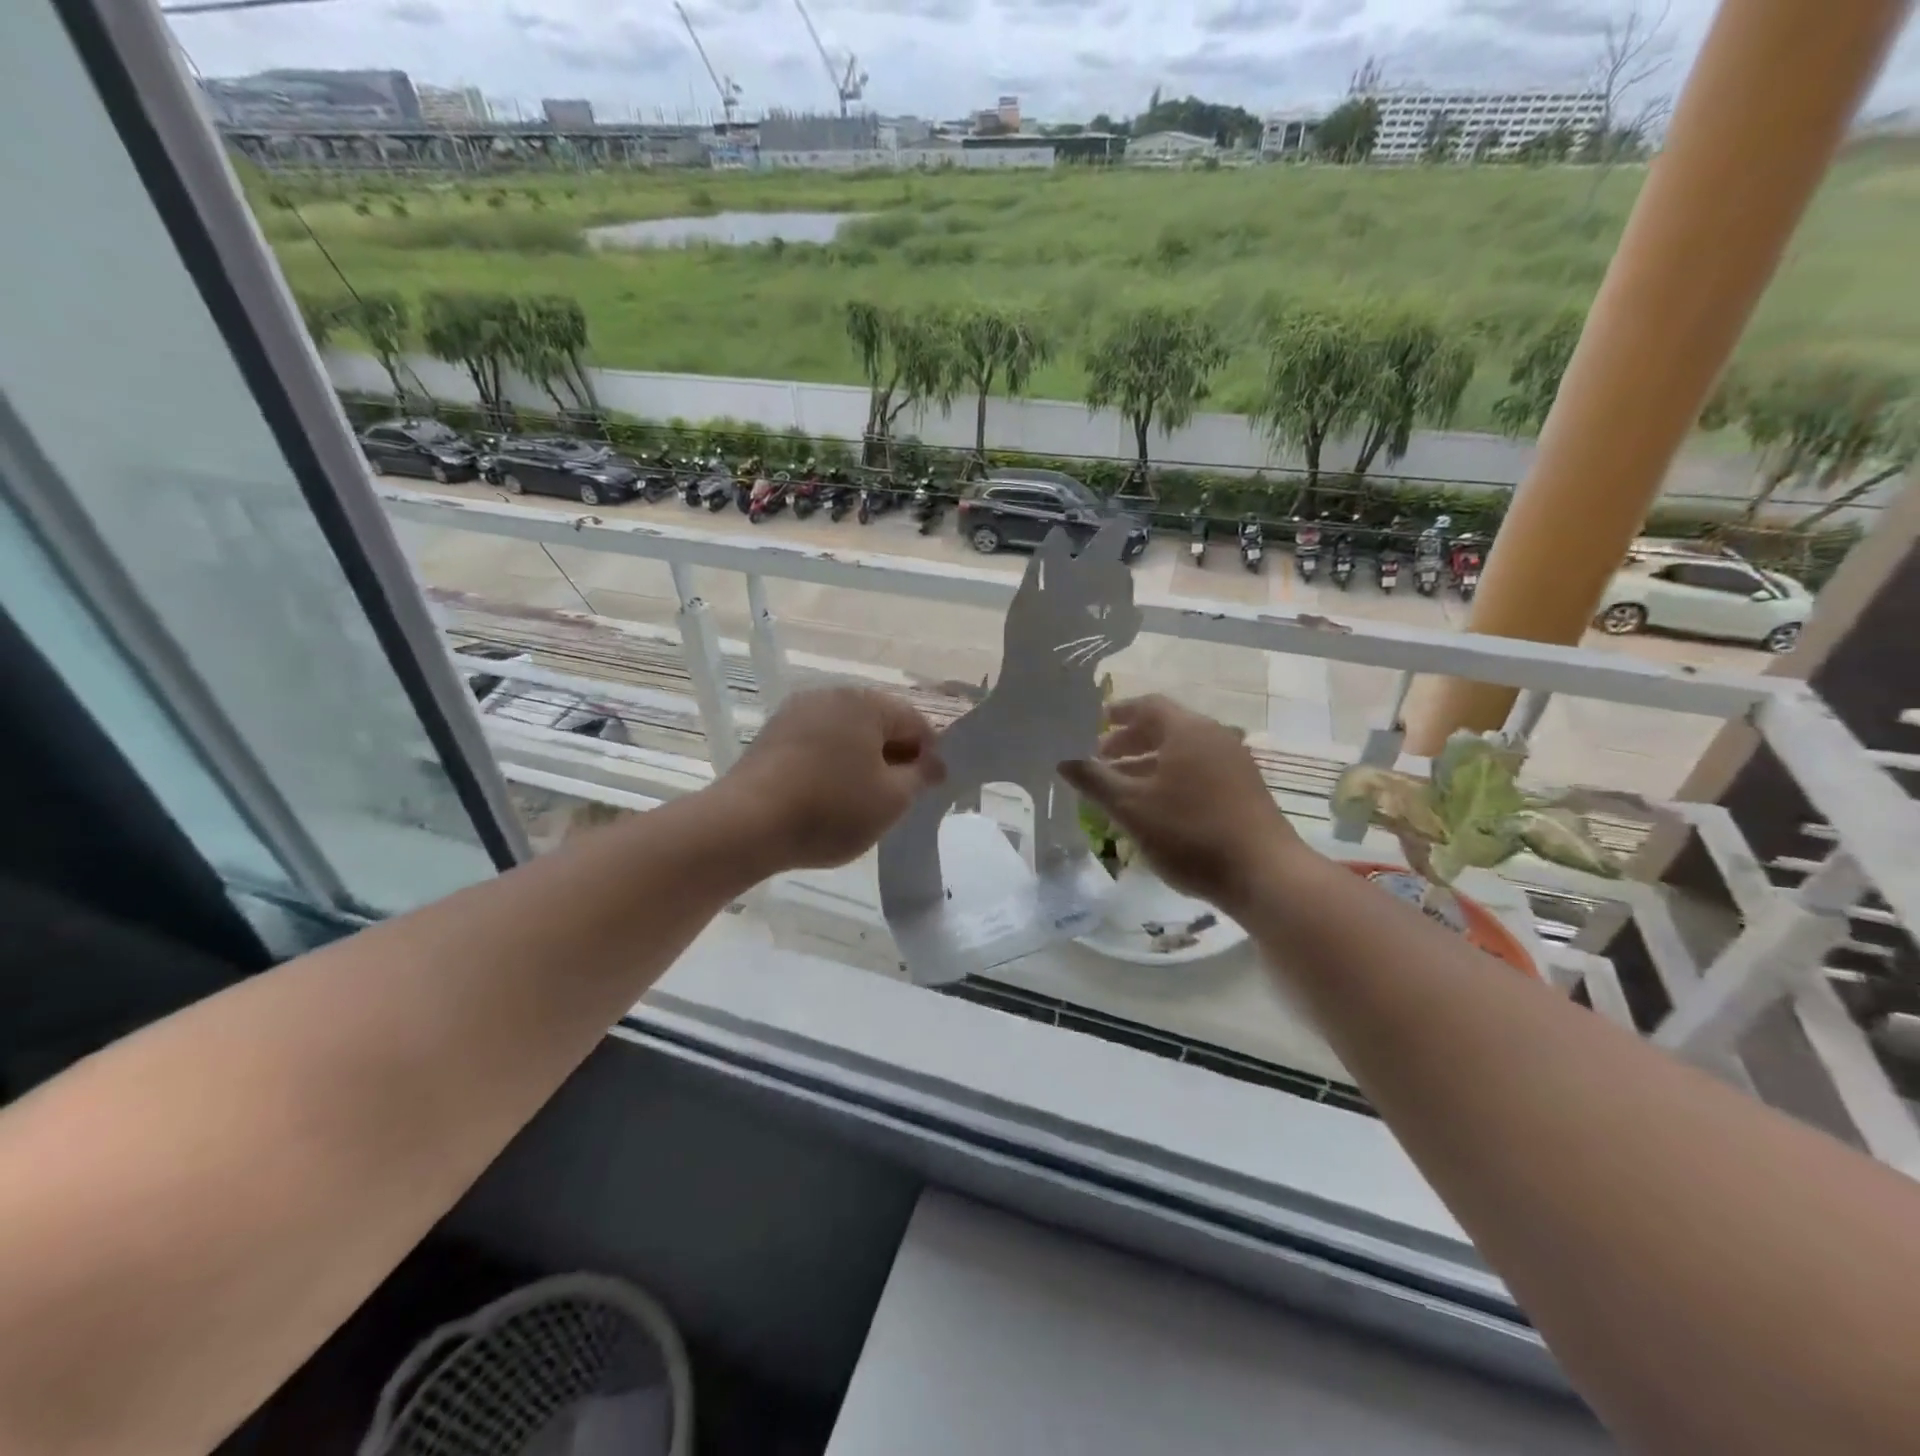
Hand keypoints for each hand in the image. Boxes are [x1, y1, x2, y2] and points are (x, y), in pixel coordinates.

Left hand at [719, 686, 943, 873]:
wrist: (746, 824)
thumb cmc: (831, 809)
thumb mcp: (891, 800)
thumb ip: (920, 777)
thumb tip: (934, 764)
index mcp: (866, 703)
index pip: (915, 722)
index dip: (930, 755)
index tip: (932, 788)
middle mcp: (831, 696)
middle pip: (878, 723)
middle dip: (894, 756)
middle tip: (900, 796)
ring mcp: (796, 713)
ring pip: (846, 734)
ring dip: (862, 760)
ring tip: (863, 799)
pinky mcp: (771, 735)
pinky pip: (817, 744)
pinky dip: (831, 764)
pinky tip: (828, 796)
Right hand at [1059, 695, 1302, 913]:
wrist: (1264, 874)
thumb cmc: (1190, 833)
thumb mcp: (1131, 807)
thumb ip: (1094, 780)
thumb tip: (1063, 760)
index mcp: (1187, 730)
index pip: (1148, 705)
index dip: (1118, 713)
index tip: (1094, 725)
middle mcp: (1215, 737)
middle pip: (1166, 728)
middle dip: (1130, 742)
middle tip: (1100, 761)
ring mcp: (1235, 763)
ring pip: (1182, 752)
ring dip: (1149, 763)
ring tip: (1122, 787)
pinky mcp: (1245, 790)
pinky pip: (1199, 771)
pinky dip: (1172, 778)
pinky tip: (1157, 808)